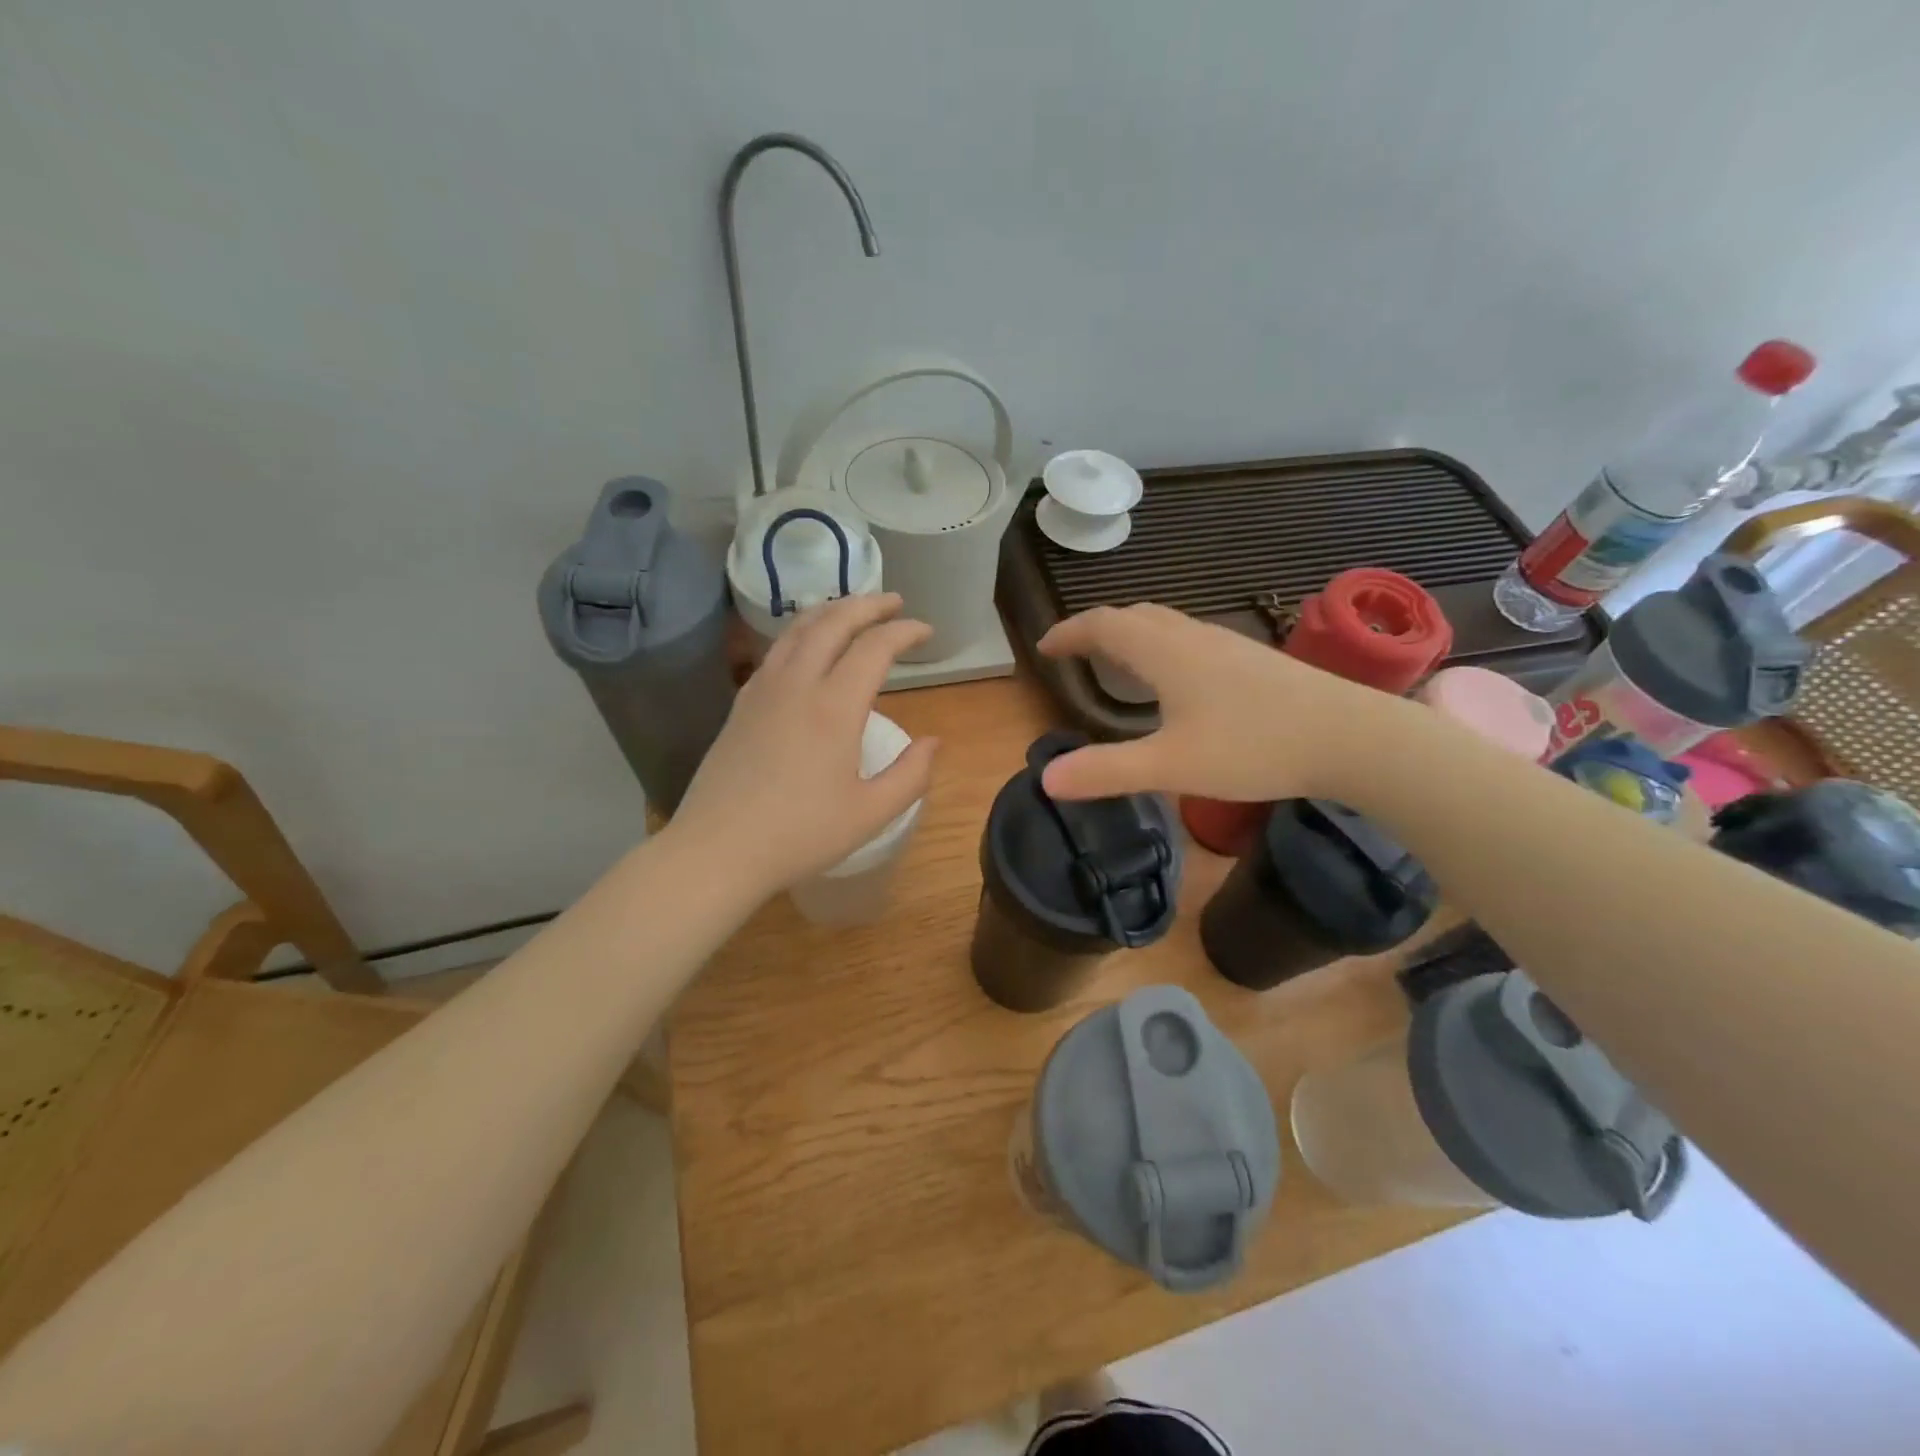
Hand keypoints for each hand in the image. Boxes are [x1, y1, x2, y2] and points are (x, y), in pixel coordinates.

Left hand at [670, 594, 939, 896]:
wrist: (718, 849)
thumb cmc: (800, 835)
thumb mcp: (870, 813)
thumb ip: (911, 775)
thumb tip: (932, 742)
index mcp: (834, 707)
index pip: (875, 648)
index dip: (904, 632)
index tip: (925, 631)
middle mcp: (797, 684)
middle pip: (833, 622)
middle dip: (867, 605)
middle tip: (893, 601)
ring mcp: (762, 690)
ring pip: (797, 629)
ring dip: (830, 611)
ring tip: (852, 610)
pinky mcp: (741, 704)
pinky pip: (775, 650)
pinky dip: (800, 633)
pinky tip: (806, 647)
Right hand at [1036, 604, 1390, 802]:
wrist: (1351, 736)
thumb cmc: (1255, 747)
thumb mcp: (1171, 766)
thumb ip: (1106, 771)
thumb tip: (1046, 779)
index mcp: (1165, 652)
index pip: (1103, 625)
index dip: (1069, 633)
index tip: (1044, 648)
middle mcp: (1192, 637)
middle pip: (1133, 616)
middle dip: (1096, 629)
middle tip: (1074, 654)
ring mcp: (1227, 644)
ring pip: (1165, 624)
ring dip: (1130, 634)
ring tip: (1115, 662)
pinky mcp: (1251, 660)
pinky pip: (1188, 638)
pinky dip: (1160, 645)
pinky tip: (1174, 679)